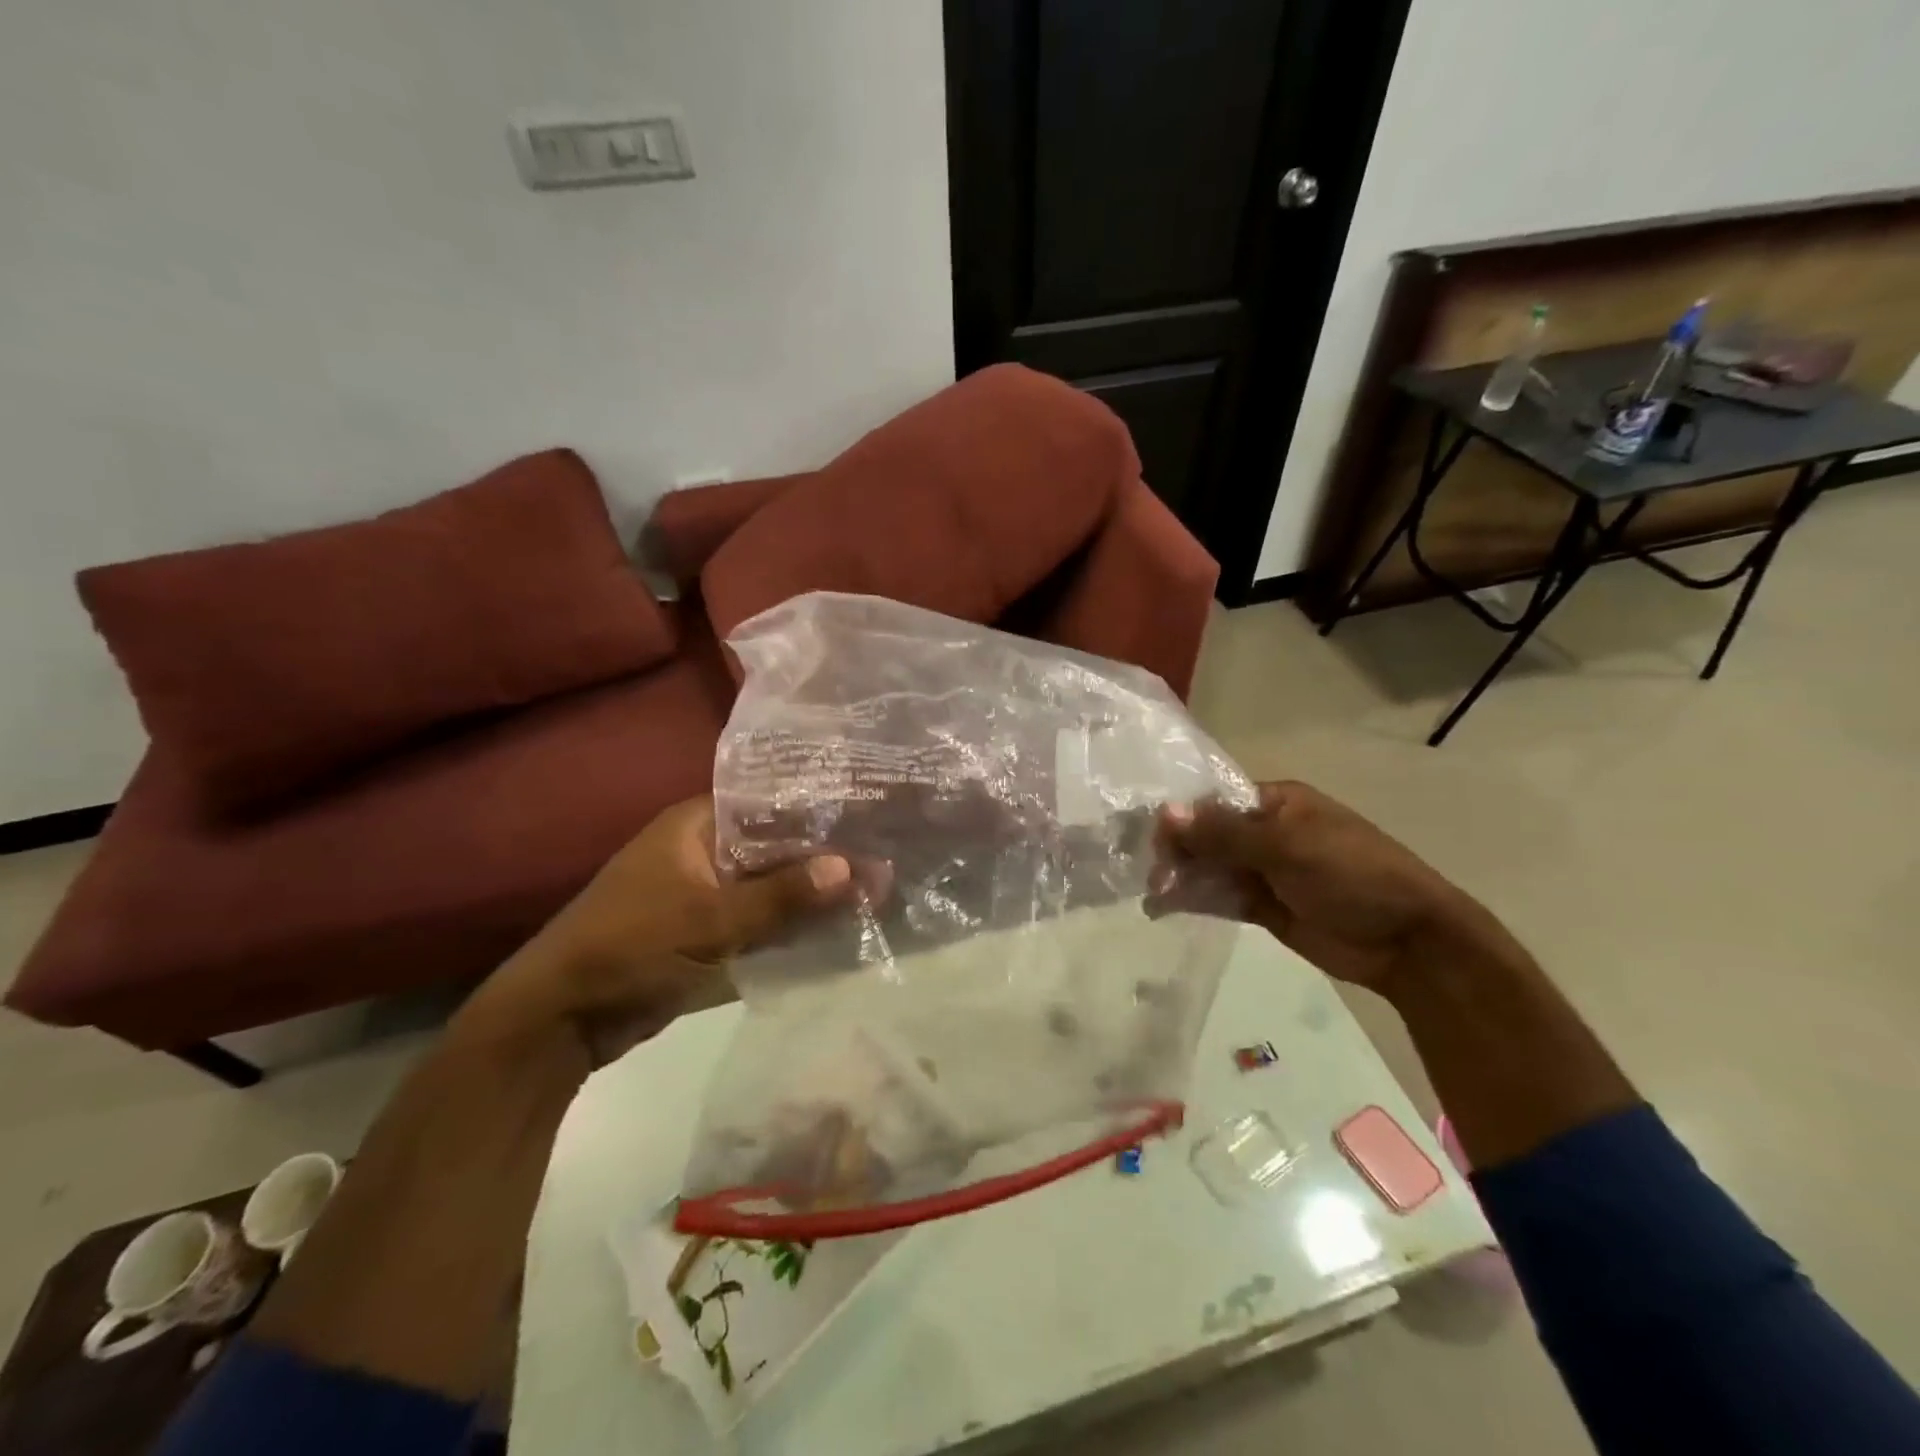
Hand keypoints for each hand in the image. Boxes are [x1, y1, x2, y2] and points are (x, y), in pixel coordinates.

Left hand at [481, 797, 860, 1061]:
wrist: (560, 1020)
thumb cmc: (630, 948)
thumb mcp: (710, 921)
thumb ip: (782, 896)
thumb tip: (854, 869)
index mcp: (696, 825)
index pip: (769, 801)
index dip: (817, 808)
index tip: (869, 811)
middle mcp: (703, 850)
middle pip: (775, 845)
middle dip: (823, 856)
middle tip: (886, 855)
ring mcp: (705, 893)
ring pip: (771, 885)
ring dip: (811, 893)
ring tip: (876, 891)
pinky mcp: (707, 932)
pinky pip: (759, 919)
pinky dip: (791, 924)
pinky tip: (838, 929)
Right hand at [1149, 781, 1523, 996]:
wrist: (1408, 942)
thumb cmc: (1352, 874)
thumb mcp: (1287, 846)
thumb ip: (1224, 833)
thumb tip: (1165, 812)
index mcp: (1277, 803)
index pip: (1215, 801)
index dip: (1182, 817)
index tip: (1152, 839)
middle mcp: (1266, 832)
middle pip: (1208, 835)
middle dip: (1178, 851)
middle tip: (1151, 874)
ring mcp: (1264, 871)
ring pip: (1210, 867)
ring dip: (1181, 877)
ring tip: (1152, 894)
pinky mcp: (1263, 906)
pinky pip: (1220, 897)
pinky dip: (1194, 900)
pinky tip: (1165, 907)